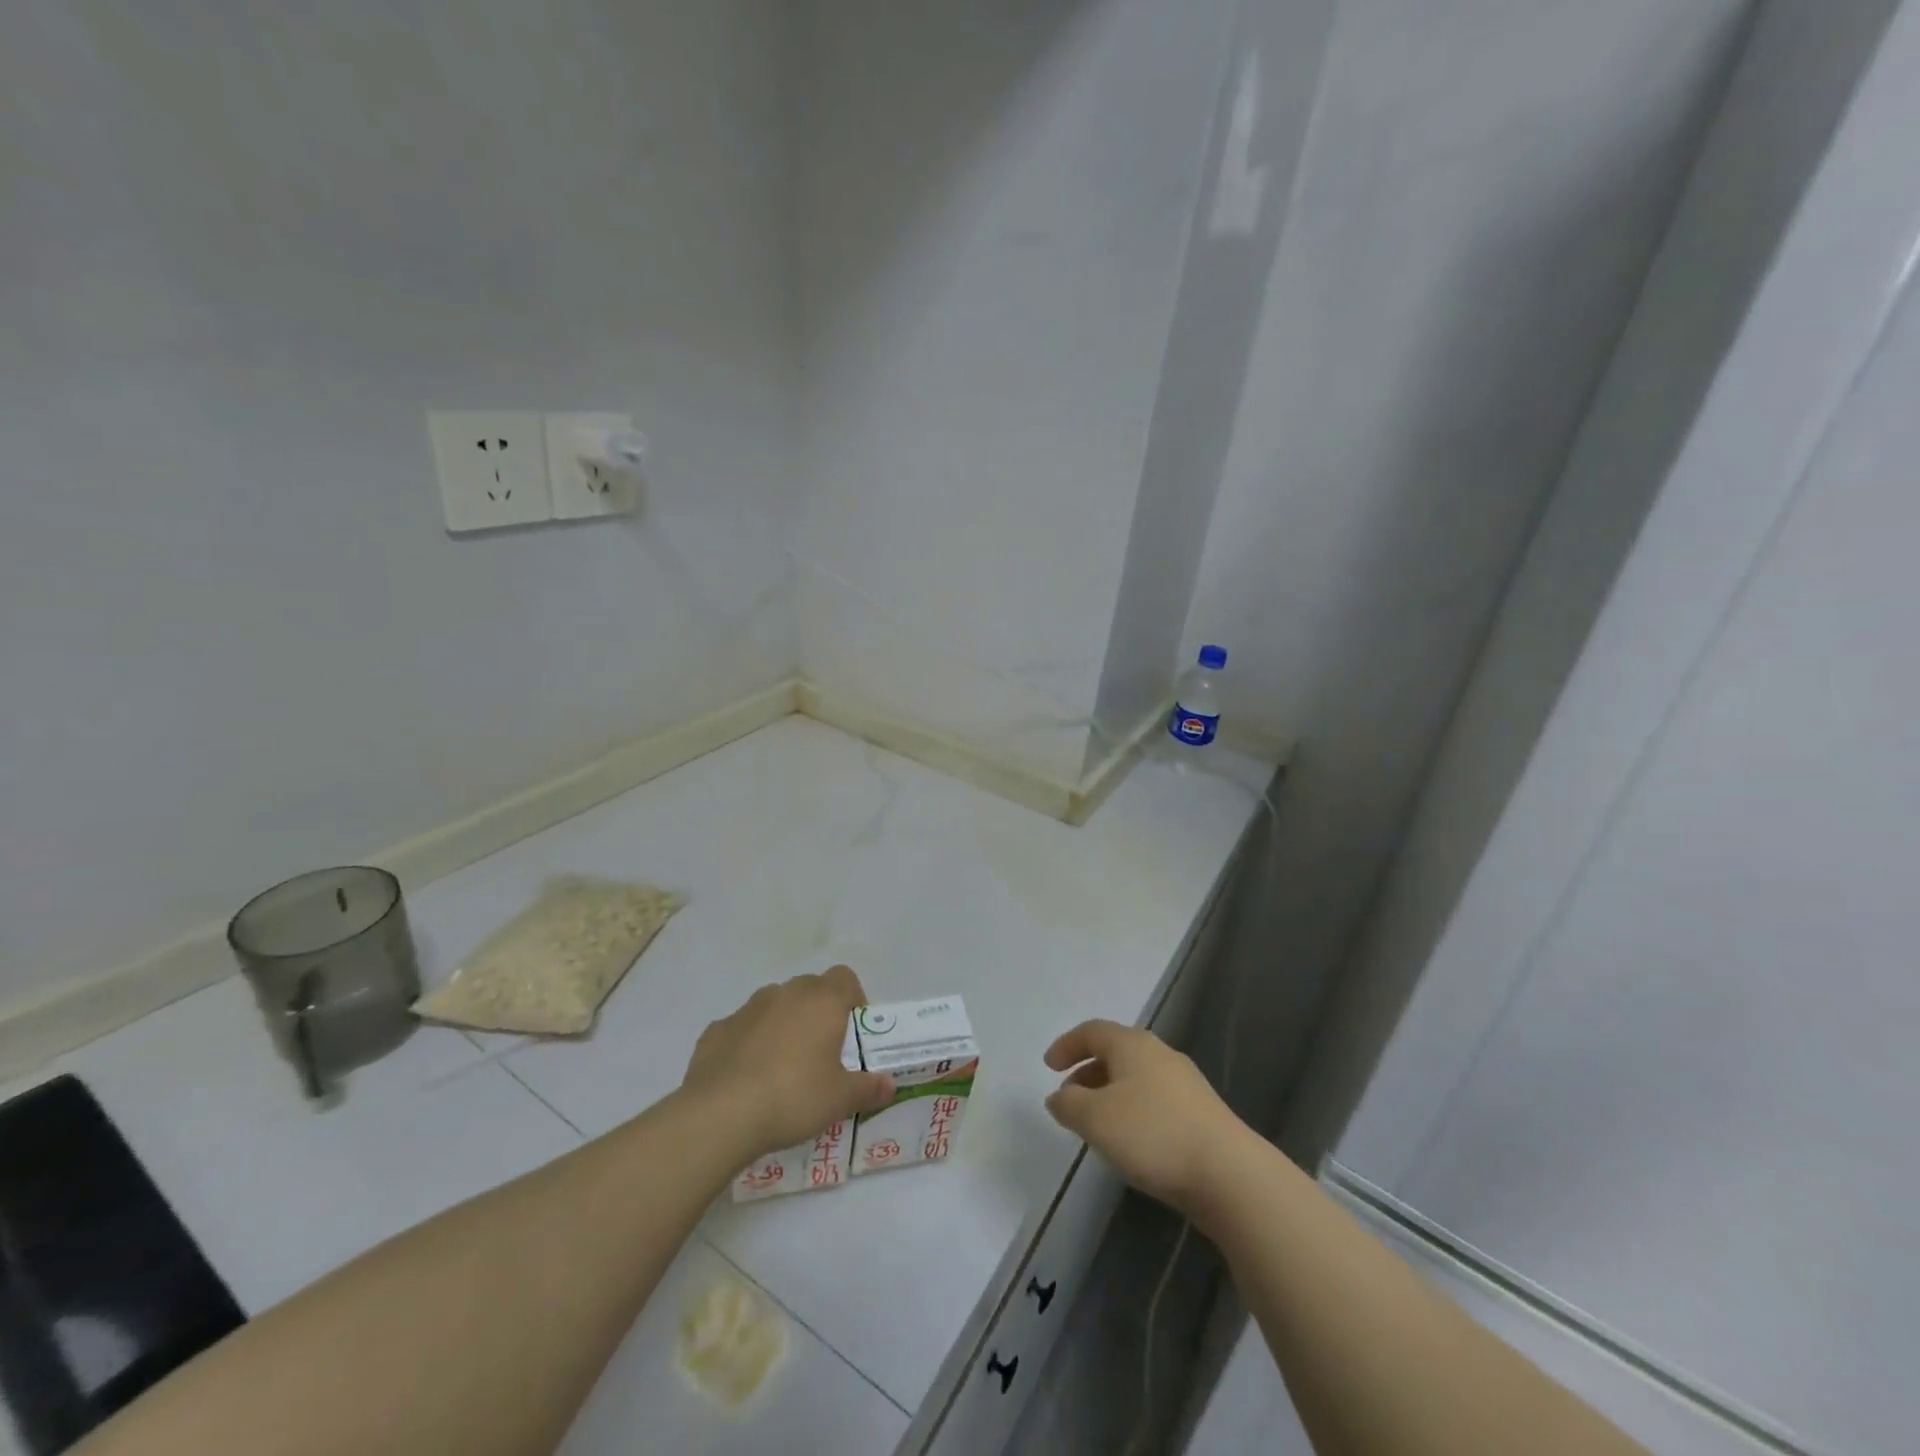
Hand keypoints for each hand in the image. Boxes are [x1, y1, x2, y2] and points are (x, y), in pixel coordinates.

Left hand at [682, 965, 894, 1161]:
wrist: (721, 1114)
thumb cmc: (794, 1097)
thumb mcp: (840, 1100)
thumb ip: (868, 1089)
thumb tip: (889, 1085)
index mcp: (822, 1001)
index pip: (845, 978)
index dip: (853, 1000)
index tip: (852, 1033)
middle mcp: (786, 994)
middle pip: (810, 988)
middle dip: (818, 1013)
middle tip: (821, 1053)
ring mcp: (748, 1009)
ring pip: (775, 1005)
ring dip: (783, 1025)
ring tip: (783, 1067)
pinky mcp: (717, 1029)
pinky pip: (742, 1028)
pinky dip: (749, 1043)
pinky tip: (747, 1078)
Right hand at [1044, 1020, 1250, 1218]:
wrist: (1229, 1174)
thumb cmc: (1153, 1134)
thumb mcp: (1096, 1119)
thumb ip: (1069, 1104)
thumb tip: (1059, 1096)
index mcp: (1132, 1044)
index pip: (1092, 1031)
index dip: (1067, 1045)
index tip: (1048, 1066)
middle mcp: (1160, 1054)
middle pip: (1115, 1052)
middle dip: (1088, 1072)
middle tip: (1069, 1097)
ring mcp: (1185, 1083)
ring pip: (1136, 1078)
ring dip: (1110, 1093)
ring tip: (1096, 1124)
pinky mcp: (1201, 1113)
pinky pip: (1154, 1099)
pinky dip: (1133, 1110)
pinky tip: (1131, 1141)